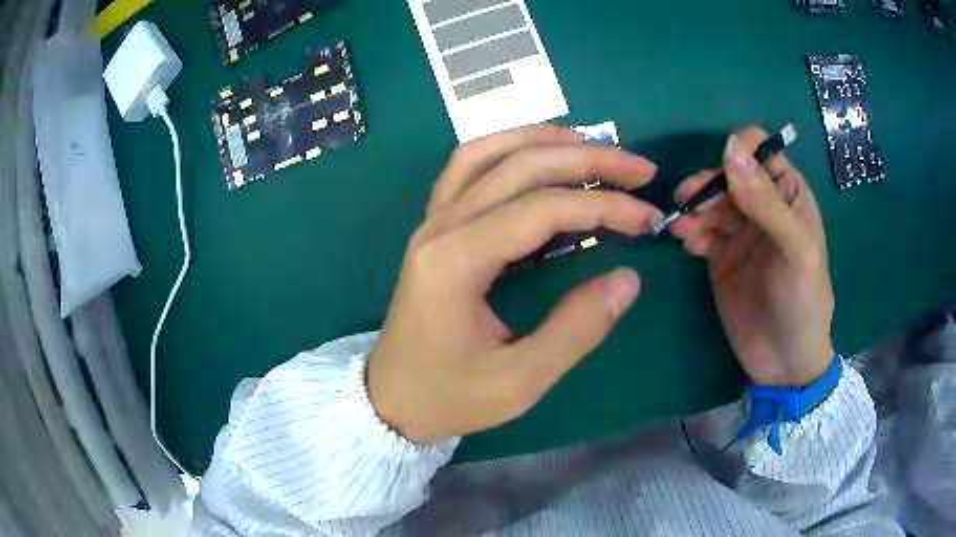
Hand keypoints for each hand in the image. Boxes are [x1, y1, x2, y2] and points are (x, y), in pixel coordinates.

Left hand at [367, 125, 662, 442]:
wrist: (390, 399)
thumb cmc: (448, 397)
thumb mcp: (518, 381)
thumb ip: (576, 330)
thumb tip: (628, 280)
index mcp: (458, 261)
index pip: (543, 209)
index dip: (604, 206)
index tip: (648, 218)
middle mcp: (441, 226)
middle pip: (521, 166)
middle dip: (588, 158)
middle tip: (640, 168)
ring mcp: (432, 221)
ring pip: (488, 153)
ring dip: (544, 140)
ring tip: (593, 144)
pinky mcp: (433, 228)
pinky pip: (467, 168)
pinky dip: (507, 149)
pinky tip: (537, 155)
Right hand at [670, 126, 833, 386]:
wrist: (784, 362)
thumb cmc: (803, 301)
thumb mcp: (795, 250)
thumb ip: (765, 201)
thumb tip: (729, 147)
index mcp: (788, 194)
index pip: (760, 151)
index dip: (739, 152)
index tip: (721, 172)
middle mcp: (763, 205)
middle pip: (727, 174)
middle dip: (708, 185)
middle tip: (688, 203)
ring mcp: (740, 231)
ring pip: (710, 201)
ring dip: (694, 209)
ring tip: (684, 231)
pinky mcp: (720, 256)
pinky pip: (700, 230)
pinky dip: (690, 232)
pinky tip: (688, 247)